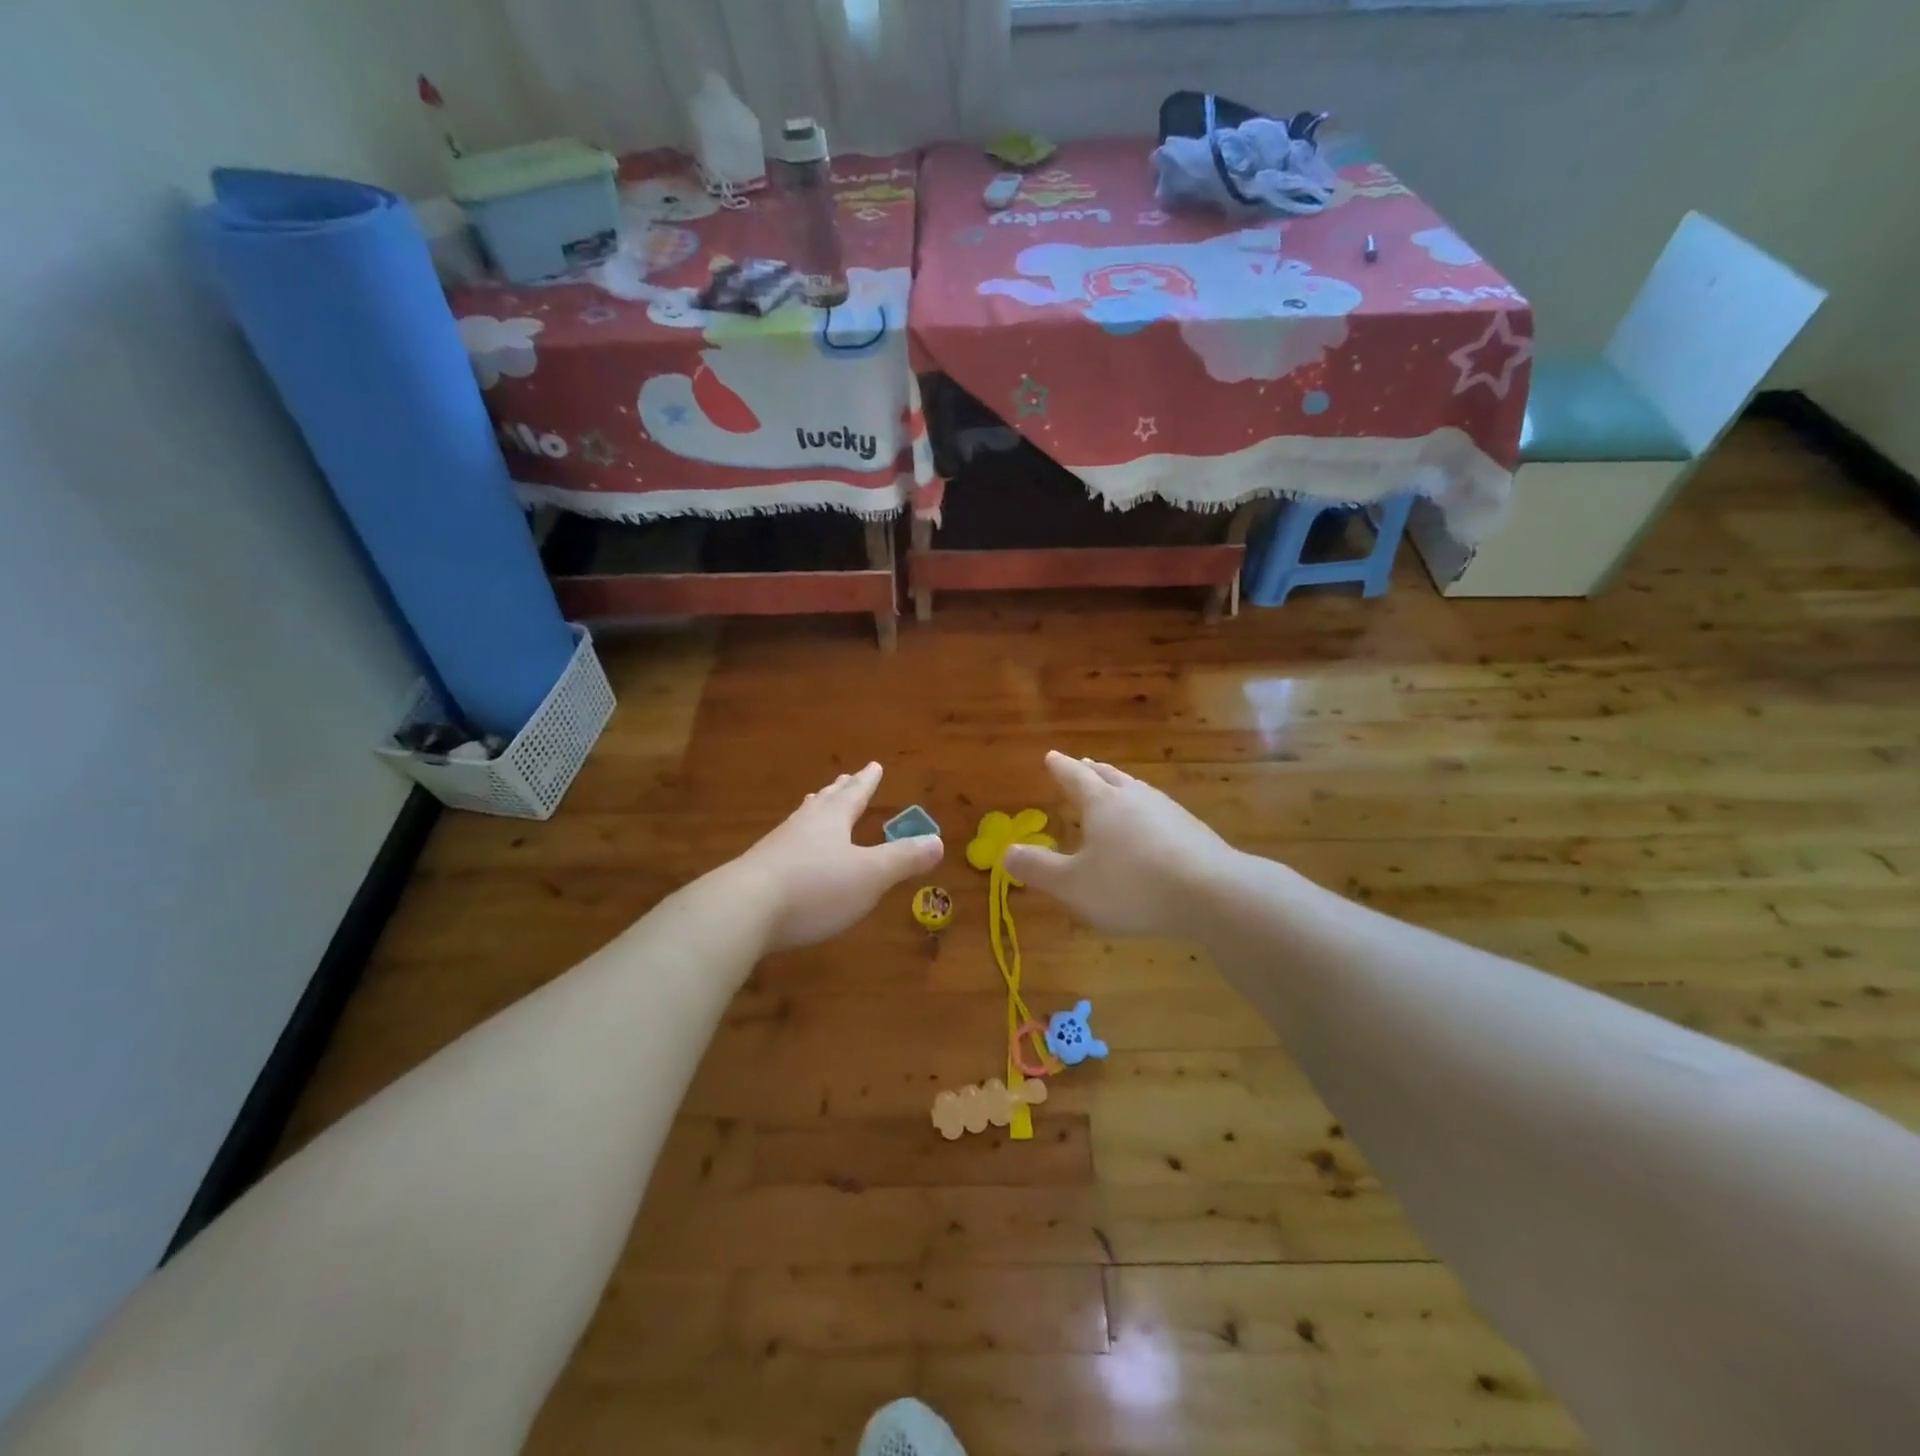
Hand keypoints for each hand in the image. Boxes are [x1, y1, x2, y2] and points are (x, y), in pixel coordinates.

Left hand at [732, 762, 943, 951]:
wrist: (743, 910)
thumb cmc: (815, 887)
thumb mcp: (870, 875)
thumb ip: (903, 859)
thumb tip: (938, 841)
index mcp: (832, 820)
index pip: (854, 794)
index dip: (867, 781)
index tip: (873, 764)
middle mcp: (804, 825)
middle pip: (825, 801)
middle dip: (840, 791)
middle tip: (845, 777)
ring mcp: (777, 846)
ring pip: (802, 820)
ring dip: (815, 810)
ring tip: (816, 802)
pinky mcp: (759, 871)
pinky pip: (786, 845)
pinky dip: (798, 839)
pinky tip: (791, 852)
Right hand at [1002, 751, 1236, 937]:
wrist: (1213, 893)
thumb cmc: (1132, 885)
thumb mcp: (1074, 885)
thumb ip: (1038, 869)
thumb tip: (1006, 852)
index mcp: (1102, 802)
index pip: (1074, 776)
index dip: (1059, 767)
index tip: (1050, 756)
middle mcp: (1134, 796)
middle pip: (1108, 776)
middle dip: (1091, 771)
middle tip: (1082, 764)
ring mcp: (1168, 810)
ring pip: (1136, 790)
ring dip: (1120, 786)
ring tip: (1115, 788)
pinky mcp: (1193, 830)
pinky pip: (1158, 811)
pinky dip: (1144, 811)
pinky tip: (1151, 826)